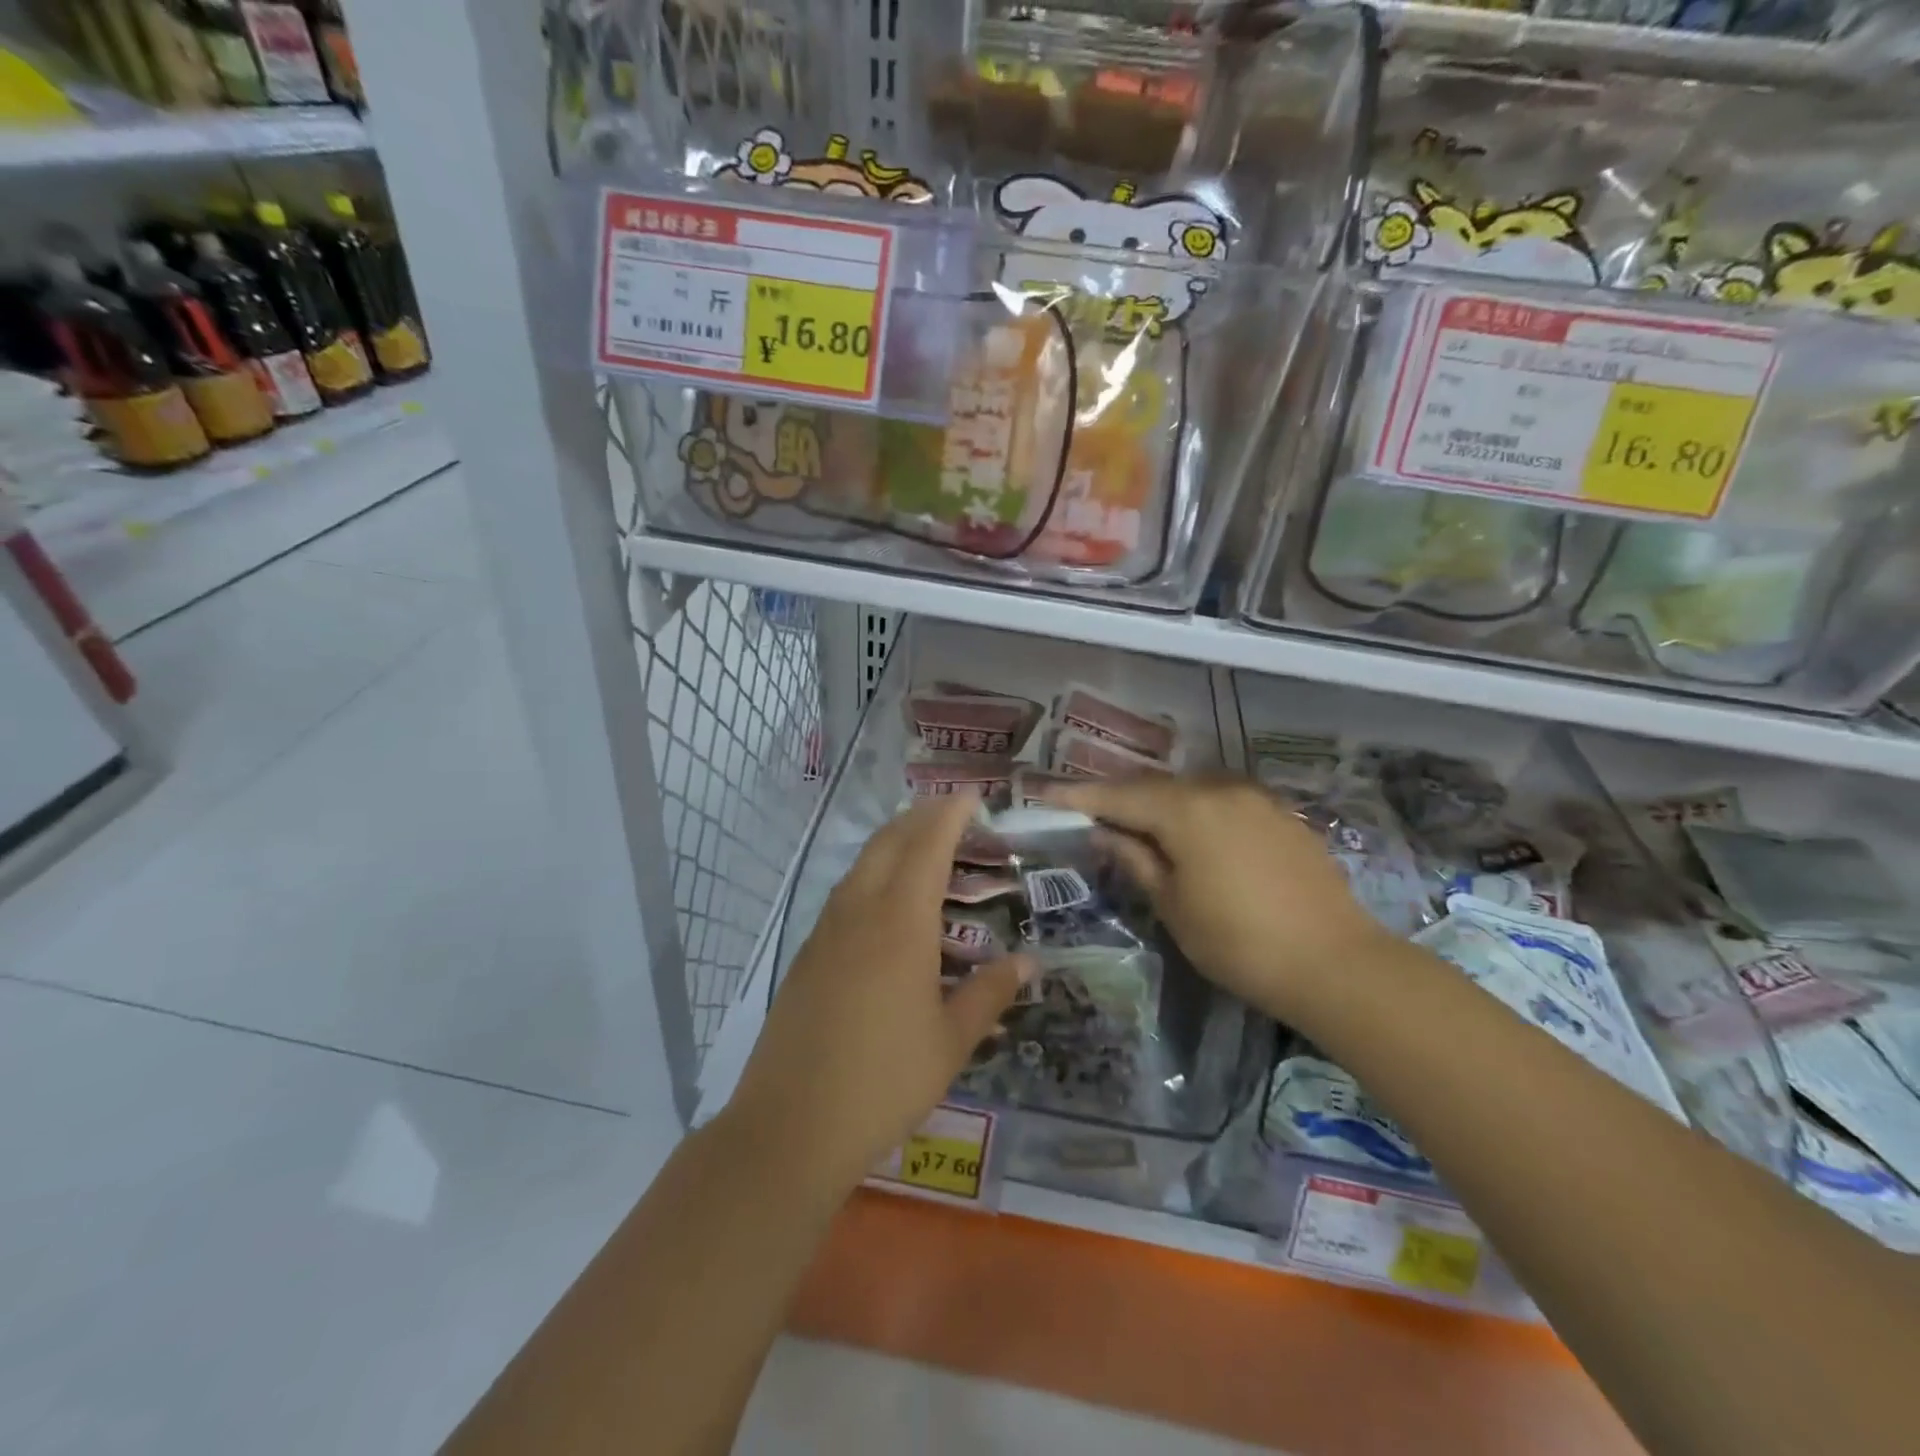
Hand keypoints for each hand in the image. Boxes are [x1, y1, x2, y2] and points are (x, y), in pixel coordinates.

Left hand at [727, 795, 1033, 1190]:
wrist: (790, 1125)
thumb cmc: (883, 1081)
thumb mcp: (951, 1041)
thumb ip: (990, 993)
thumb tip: (1029, 962)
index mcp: (900, 923)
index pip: (927, 846)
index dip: (950, 814)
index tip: (971, 794)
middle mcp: (859, 912)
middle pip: (888, 842)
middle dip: (920, 817)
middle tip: (951, 811)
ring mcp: (825, 931)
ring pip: (861, 865)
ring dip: (893, 842)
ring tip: (922, 845)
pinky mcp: (807, 954)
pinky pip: (844, 894)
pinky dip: (872, 874)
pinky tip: (885, 901)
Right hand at [1048, 776, 1389, 1025]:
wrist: (1336, 964)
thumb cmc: (1239, 943)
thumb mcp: (1173, 906)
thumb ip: (1135, 860)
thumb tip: (1104, 833)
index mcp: (1187, 810)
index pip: (1119, 796)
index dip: (1078, 797)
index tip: (1044, 794)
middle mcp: (1221, 790)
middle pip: (1155, 787)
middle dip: (1119, 798)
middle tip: (1088, 813)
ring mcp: (1256, 798)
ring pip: (1191, 790)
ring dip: (1159, 803)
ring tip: (1137, 824)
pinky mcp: (1282, 814)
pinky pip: (1223, 801)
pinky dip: (1196, 811)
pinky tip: (1191, 834)